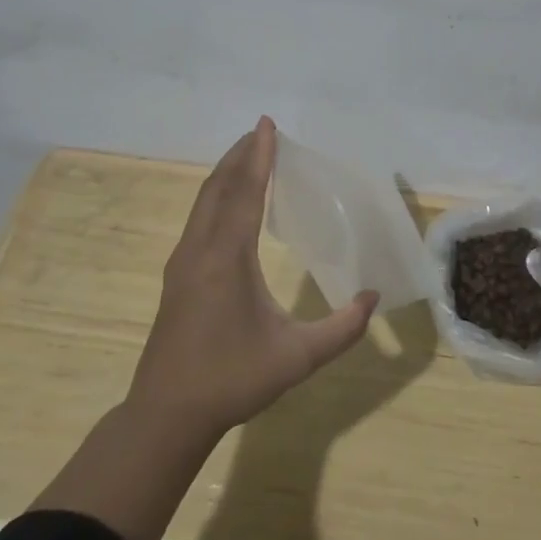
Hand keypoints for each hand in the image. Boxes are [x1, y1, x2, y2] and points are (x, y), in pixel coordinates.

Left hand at [130, 117, 378, 439]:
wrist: (167, 414)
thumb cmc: (233, 380)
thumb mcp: (298, 357)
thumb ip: (342, 328)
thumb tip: (373, 298)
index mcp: (227, 259)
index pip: (244, 194)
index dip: (259, 157)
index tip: (267, 125)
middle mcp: (200, 250)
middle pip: (219, 188)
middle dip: (240, 155)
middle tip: (261, 131)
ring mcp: (182, 262)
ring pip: (203, 202)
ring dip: (226, 174)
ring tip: (247, 156)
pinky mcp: (176, 276)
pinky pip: (198, 219)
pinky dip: (216, 196)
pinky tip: (228, 204)